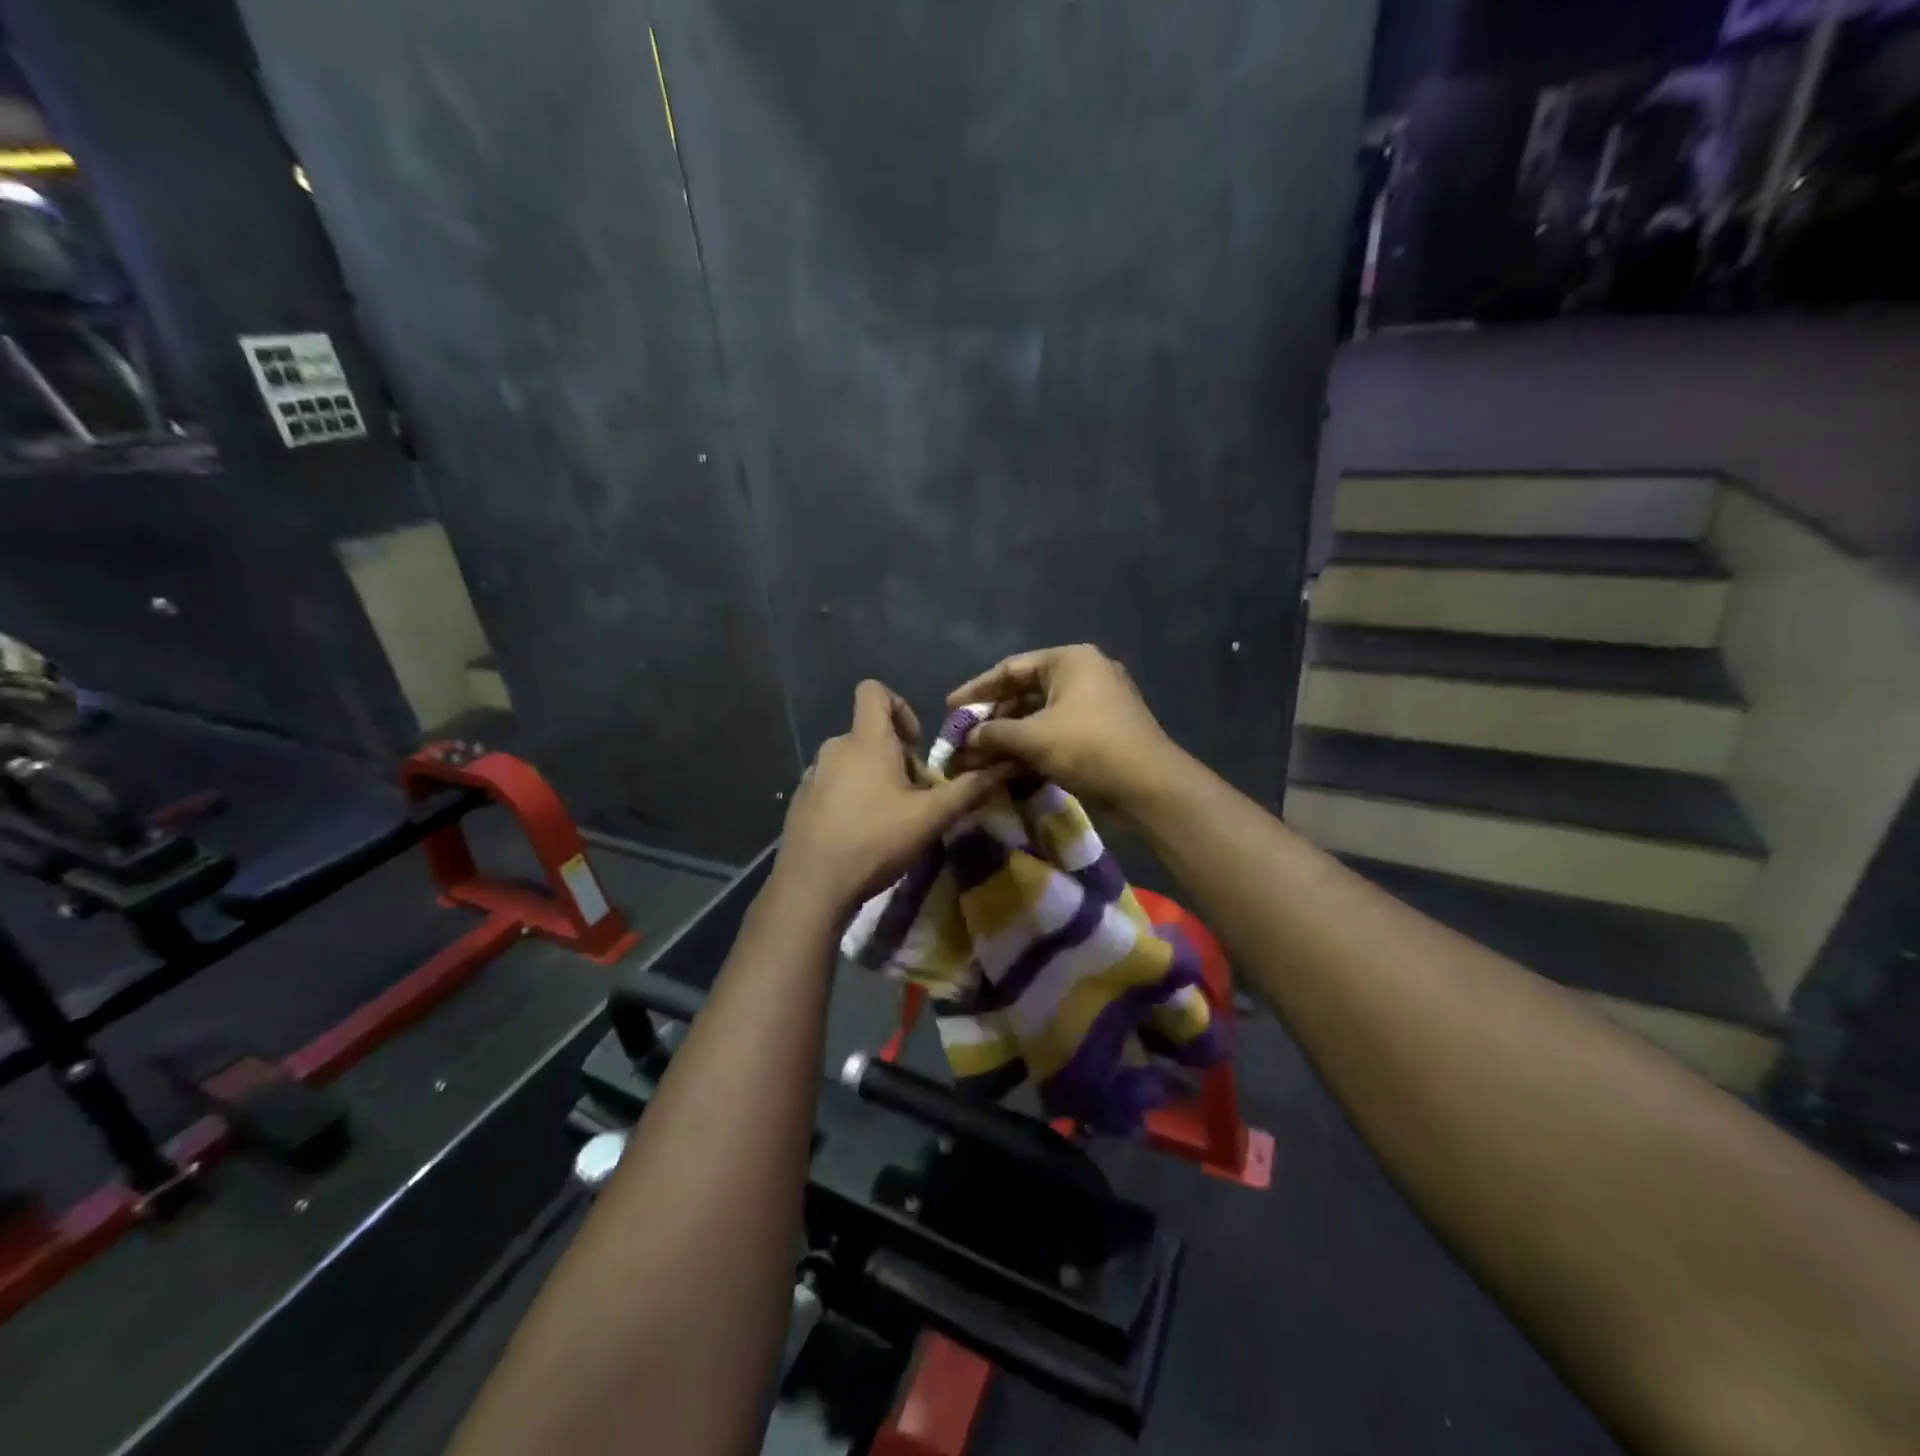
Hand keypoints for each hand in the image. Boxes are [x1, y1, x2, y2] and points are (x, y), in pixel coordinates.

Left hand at [775, 680, 1011, 914]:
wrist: (812, 884)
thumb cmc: (875, 840)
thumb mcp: (930, 817)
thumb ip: (968, 790)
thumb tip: (1005, 766)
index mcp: (866, 741)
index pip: (874, 691)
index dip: (900, 706)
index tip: (916, 744)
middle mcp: (834, 748)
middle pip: (870, 734)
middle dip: (896, 757)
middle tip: (914, 796)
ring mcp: (812, 774)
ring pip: (851, 761)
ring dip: (874, 778)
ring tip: (889, 817)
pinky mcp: (800, 800)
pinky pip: (832, 784)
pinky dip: (849, 797)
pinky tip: (859, 833)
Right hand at [947, 644, 1176, 808]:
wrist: (1149, 786)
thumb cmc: (1089, 747)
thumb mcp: (1034, 737)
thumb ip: (994, 734)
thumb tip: (965, 739)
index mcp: (1070, 661)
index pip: (1011, 669)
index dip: (977, 690)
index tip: (950, 708)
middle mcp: (1083, 675)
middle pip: (1025, 693)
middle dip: (992, 719)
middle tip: (962, 738)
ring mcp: (1094, 705)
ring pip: (1039, 717)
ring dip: (1009, 738)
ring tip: (978, 757)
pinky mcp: (1099, 733)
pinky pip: (1056, 734)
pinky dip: (1031, 748)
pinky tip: (1006, 767)